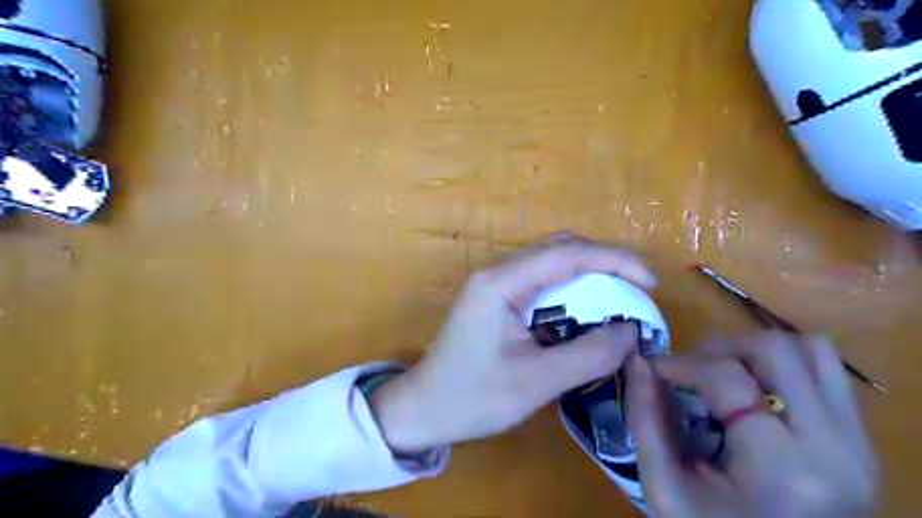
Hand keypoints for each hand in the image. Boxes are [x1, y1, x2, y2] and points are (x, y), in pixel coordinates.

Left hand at [368, 235, 654, 453]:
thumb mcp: (535, 382)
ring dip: (589, 277)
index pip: (567, 253)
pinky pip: (541, 283)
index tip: (650, 284)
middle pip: (560, 250)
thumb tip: (631, 332)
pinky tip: (585, 315)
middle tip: (637, 293)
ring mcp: (495, 284)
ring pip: (552, 264)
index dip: (615, 260)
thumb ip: (588, 355)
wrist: (422, 409)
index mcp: (502, 283)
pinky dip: (571, 293)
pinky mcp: (497, 299)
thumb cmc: (472, 398)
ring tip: (619, 303)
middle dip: (605, 265)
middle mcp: (498, 273)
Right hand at [627, 331, 876, 517]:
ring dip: (755, 349)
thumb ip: (645, 421)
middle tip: (690, 368)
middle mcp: (833, 447)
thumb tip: (638, 363)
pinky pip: (827, 371)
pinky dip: (784, 363)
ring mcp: (857, 443)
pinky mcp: (862, 440)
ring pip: (811, 350)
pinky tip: (755, 385)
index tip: (653, 367)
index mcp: (780, 469)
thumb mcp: (665, 488)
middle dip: (719, 347)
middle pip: (776, 350)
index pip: (728, 377)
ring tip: (723, 371)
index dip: (680, 362)